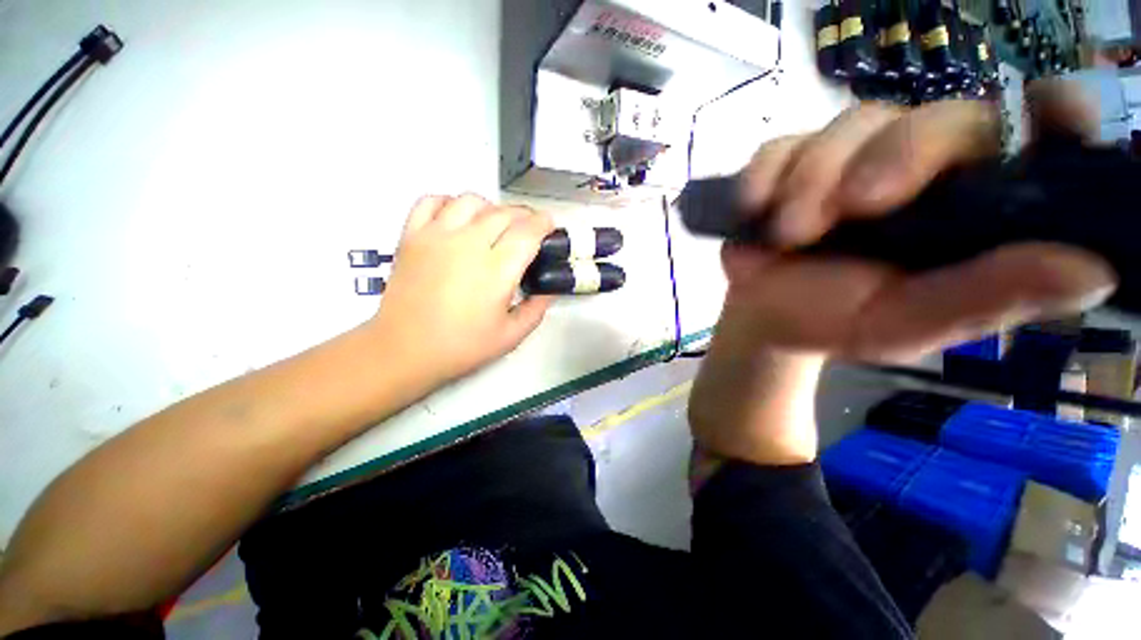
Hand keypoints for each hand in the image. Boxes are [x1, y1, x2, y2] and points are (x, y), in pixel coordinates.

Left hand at [365, 194, 553, 385]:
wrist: (404, 350)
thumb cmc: (461, 347)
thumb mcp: (511, 336)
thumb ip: (536, 309)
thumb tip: (550, 289)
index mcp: (496, 271)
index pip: (527, 232)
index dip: (543, 224)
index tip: (549, 226)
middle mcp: (468, 245)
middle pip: (503, 213)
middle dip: (524, 216)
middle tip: (528, 230)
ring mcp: (437, 236)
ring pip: (471, 201)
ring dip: (491, 208)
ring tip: (494, 225)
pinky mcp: (412, 236)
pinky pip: (432, 201)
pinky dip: (449, 203)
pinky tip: (457, 219)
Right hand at [719, 85, 1114, 362]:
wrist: (763, 316)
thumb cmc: (834, 321)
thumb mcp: (910, 323)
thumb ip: (991, 297)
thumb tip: (1096, 270)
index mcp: (968, 204)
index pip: (1033, 136)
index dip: (1053, 116)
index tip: (1051, 114)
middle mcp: (920, 165)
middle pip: (934, 115)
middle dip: (890, 157)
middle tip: (850, 210)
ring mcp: (850, 156)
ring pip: (850, 124)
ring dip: (812, 179)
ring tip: (786, 235)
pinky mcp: (791, 161)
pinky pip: (781, 146)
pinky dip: (765, 175)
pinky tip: (754, 208)